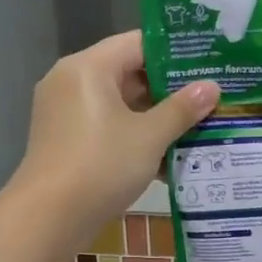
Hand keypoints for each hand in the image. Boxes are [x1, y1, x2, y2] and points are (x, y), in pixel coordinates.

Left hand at [11, 32, 218, 240]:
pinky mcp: (67, 141)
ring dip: (155, 117)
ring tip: (198, 126)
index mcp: (89, 67)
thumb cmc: (101, 165)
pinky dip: (134, 137)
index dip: (175, 53)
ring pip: (119, 105)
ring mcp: (66, 113)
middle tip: (210, 97)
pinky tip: (169, 157)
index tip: (208, 63)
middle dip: (169, 89)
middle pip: (128, 74)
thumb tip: (212, 87)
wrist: (49, 218)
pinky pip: (107, 128)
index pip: (138, 43)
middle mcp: (72, 82)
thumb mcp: (149, 136)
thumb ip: (182, 109)